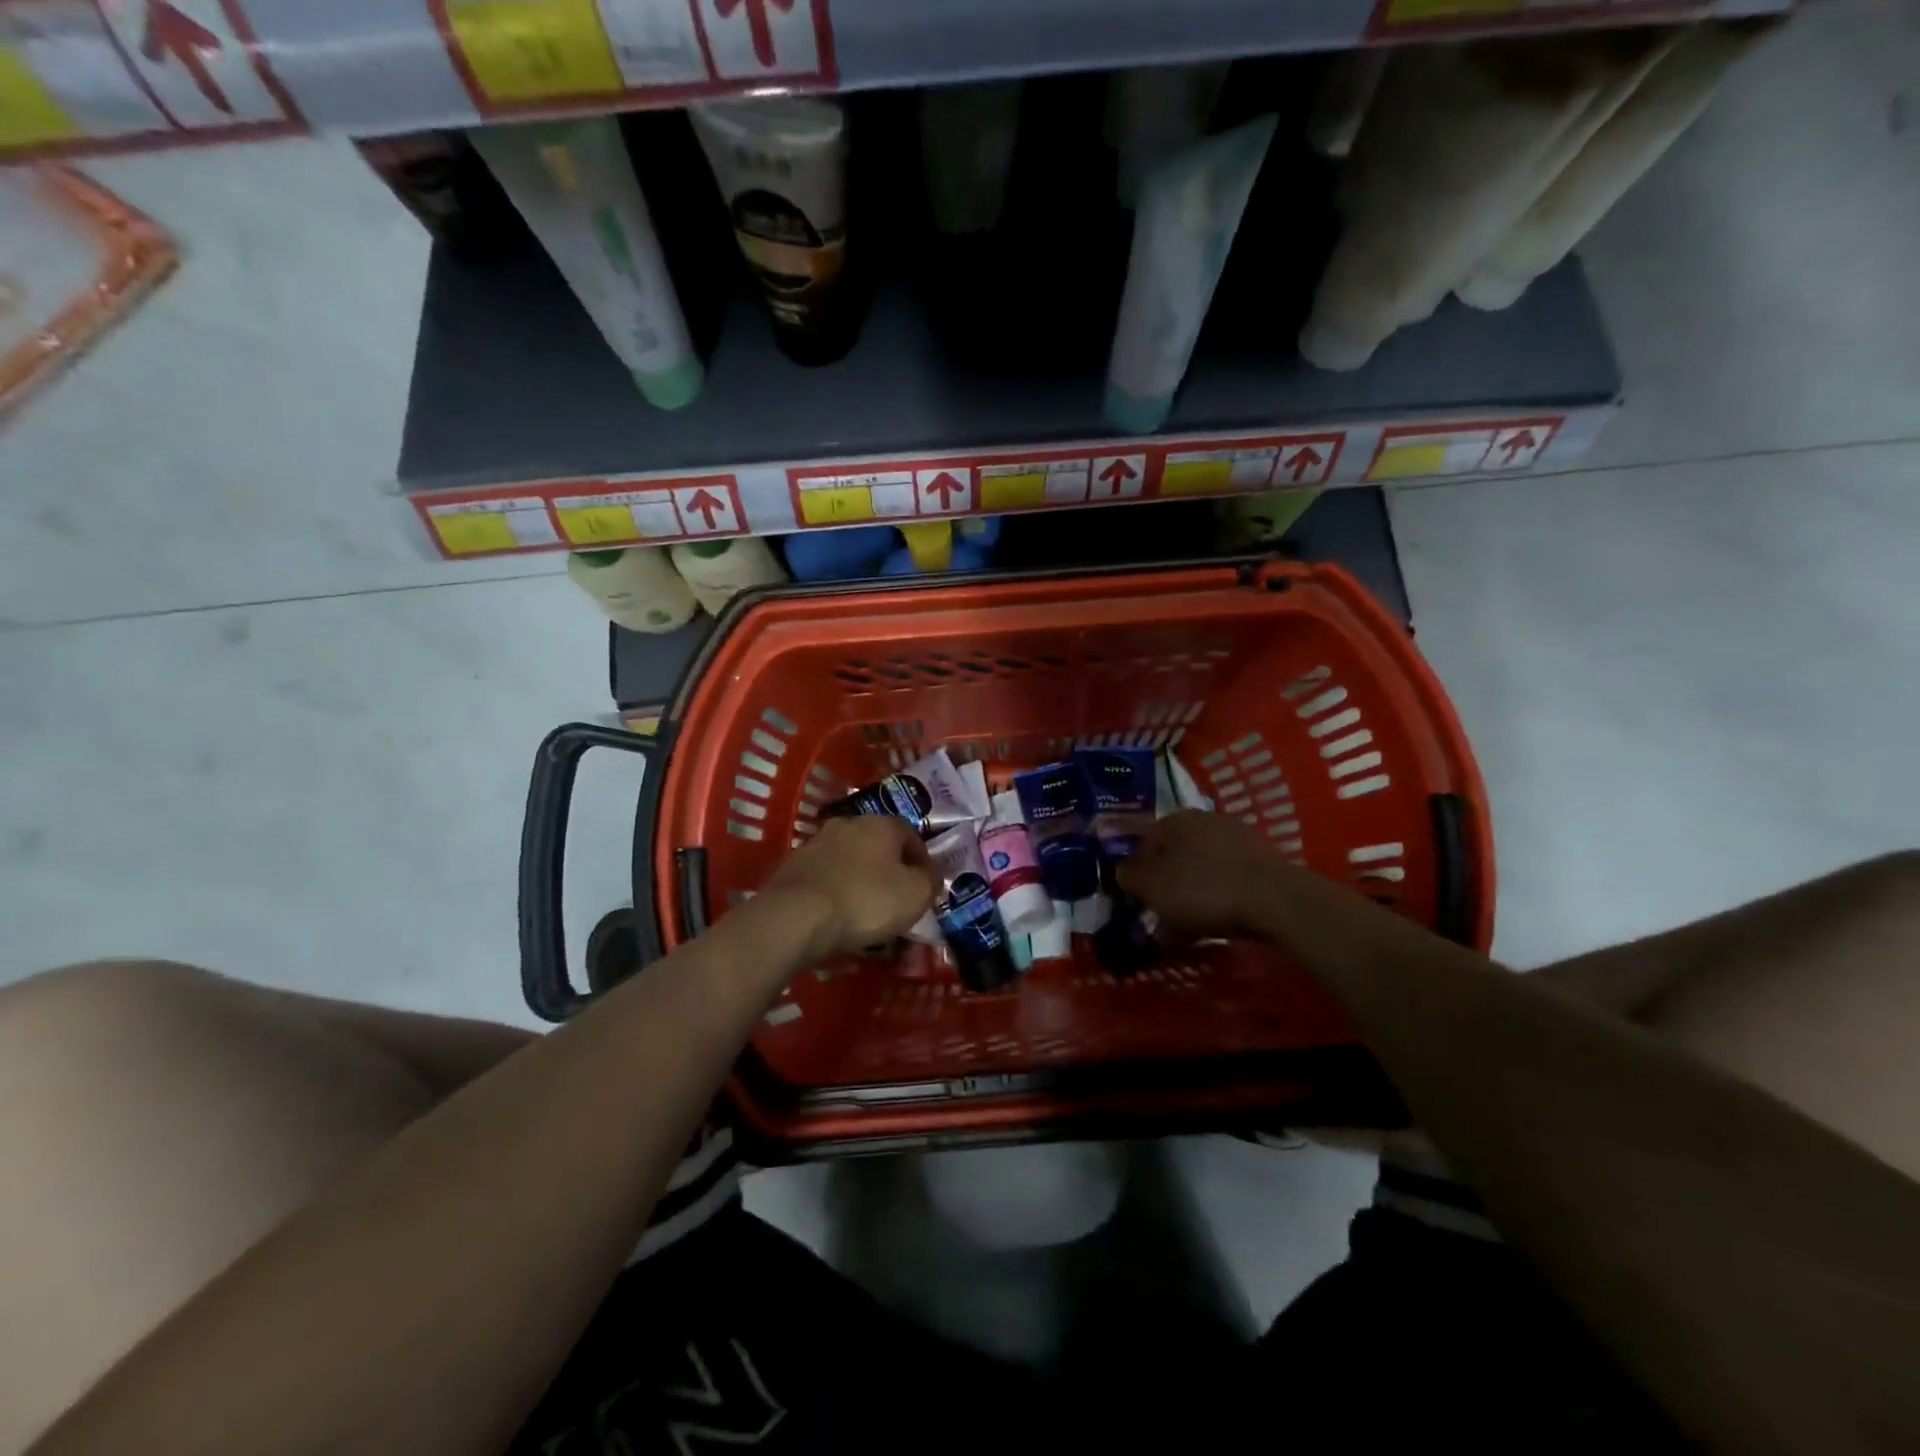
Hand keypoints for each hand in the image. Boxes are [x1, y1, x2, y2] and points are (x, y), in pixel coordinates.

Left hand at [760, 815, 939, 959]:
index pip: (911, 834)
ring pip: (849, 860)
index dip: (922, 860)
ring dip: (860, 879)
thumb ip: (930, 880)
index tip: (926, 885)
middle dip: (889, 868)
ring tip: (866, 911)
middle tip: (897, 897)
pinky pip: (825, 877)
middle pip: (877, 845)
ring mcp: (816, 843)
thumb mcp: (916, 894)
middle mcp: (848, 824)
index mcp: (881, 824)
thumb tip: (929, 875)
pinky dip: (835, 892)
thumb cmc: (866, 900)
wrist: (796, 916)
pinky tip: (838, 915)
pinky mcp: (792, 866)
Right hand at [1115, 810, 1275, 937]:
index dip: (1135, 871)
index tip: (1135, 899)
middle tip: (1162, 914)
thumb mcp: (1150, 886)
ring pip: (1202, 866)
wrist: (1275, 900)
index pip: (1142, 842)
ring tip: (1190, 924)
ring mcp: (1238, 837)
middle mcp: (1205, 819)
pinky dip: (1220, 896)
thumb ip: (1128, 875)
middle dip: (1166, 882)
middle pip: (1174, 853)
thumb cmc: (1202, 888)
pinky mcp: (1263, 860)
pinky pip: (1228, 878)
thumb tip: (1121, 870)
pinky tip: (1219, 919)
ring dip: (1193, 891)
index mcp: (1174, 819)